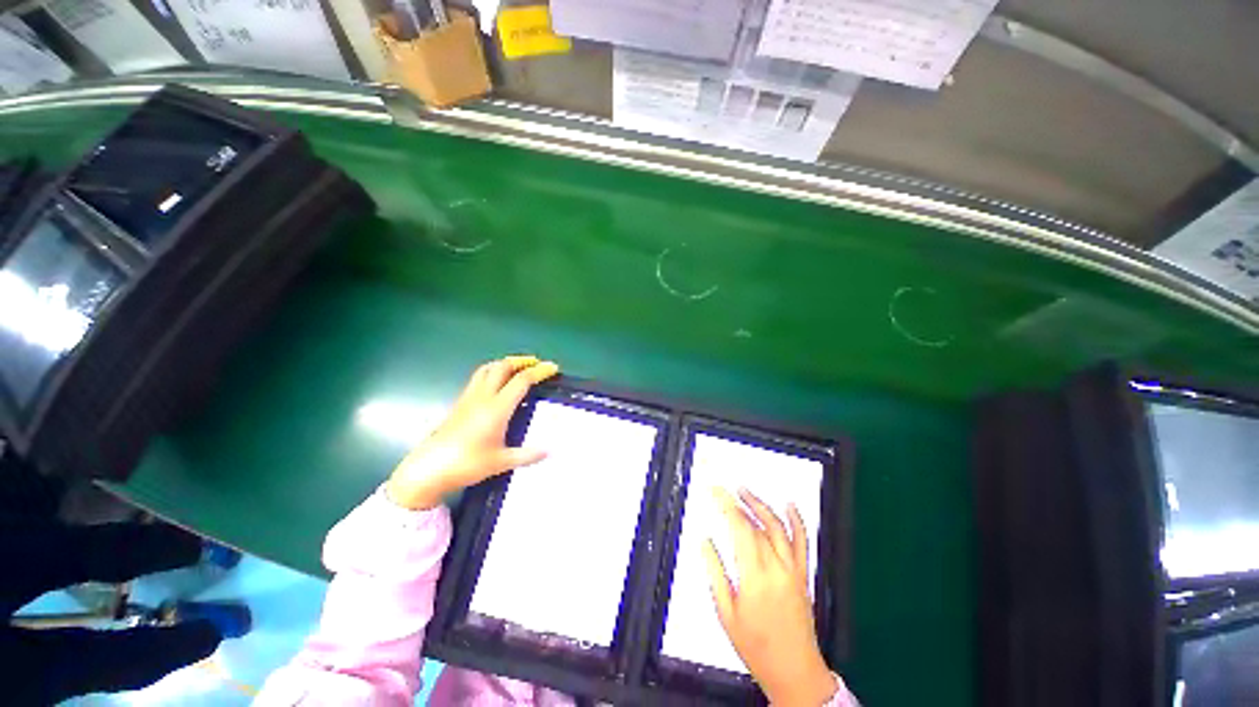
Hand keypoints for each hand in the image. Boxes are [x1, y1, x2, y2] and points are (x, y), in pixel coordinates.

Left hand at [385, 356, 559, 509]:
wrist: (428, 470)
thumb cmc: (467, 464)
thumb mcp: (501, 462)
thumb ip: (527, 455)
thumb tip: (550, 451)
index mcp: (497, 408)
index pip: (522, 380)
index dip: (539, 371)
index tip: (553, 368)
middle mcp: (483, 397)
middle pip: (503, 367)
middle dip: (522, 361)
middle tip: (536, 363)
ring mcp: (468, 398)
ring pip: (487, 369)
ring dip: (505, 363)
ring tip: (517, 367)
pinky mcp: (459, 403)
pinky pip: (478, 378)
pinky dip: (492, 372)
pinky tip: (496, 384)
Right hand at [704, 488, 836, 706]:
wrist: (795, 670)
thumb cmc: (756, 646)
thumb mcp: (726, 613)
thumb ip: (715, 573)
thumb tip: (705, 542)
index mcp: (754, 576)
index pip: (740, 528)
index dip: (727, 505)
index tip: (715, 491)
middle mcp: (775, 567)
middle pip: (756, 524)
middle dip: (737, 502)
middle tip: (723, 489)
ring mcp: (792, 570)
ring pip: (777, 527)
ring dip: (760, 505)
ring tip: (744, 491)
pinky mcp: (802, 575)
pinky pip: (802, 542)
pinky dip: (796, 521)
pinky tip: (789, 505)